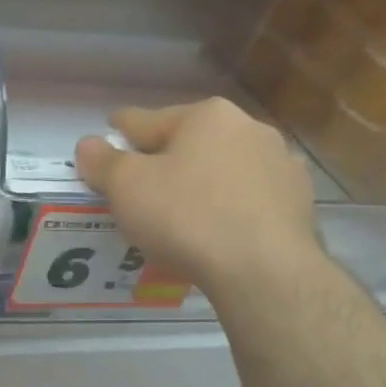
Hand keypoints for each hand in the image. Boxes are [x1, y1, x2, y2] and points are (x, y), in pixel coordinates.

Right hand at [76, 99, 318, 295]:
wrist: (263, 270)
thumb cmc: (186, 217)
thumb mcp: (126, 187)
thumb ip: (102, 162)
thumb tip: (88, 144)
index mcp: (206, 116)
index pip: (146, 120)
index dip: (120, 130)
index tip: (110, 134)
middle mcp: (249, 129)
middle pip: (188, 141)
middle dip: (164, 158)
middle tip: (138, 184)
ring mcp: (280, 165)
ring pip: (222, 168)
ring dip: (199, 180)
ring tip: (178, 211)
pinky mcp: (298, 202)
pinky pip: (247, 198)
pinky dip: (229, 206)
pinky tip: (216, 229)